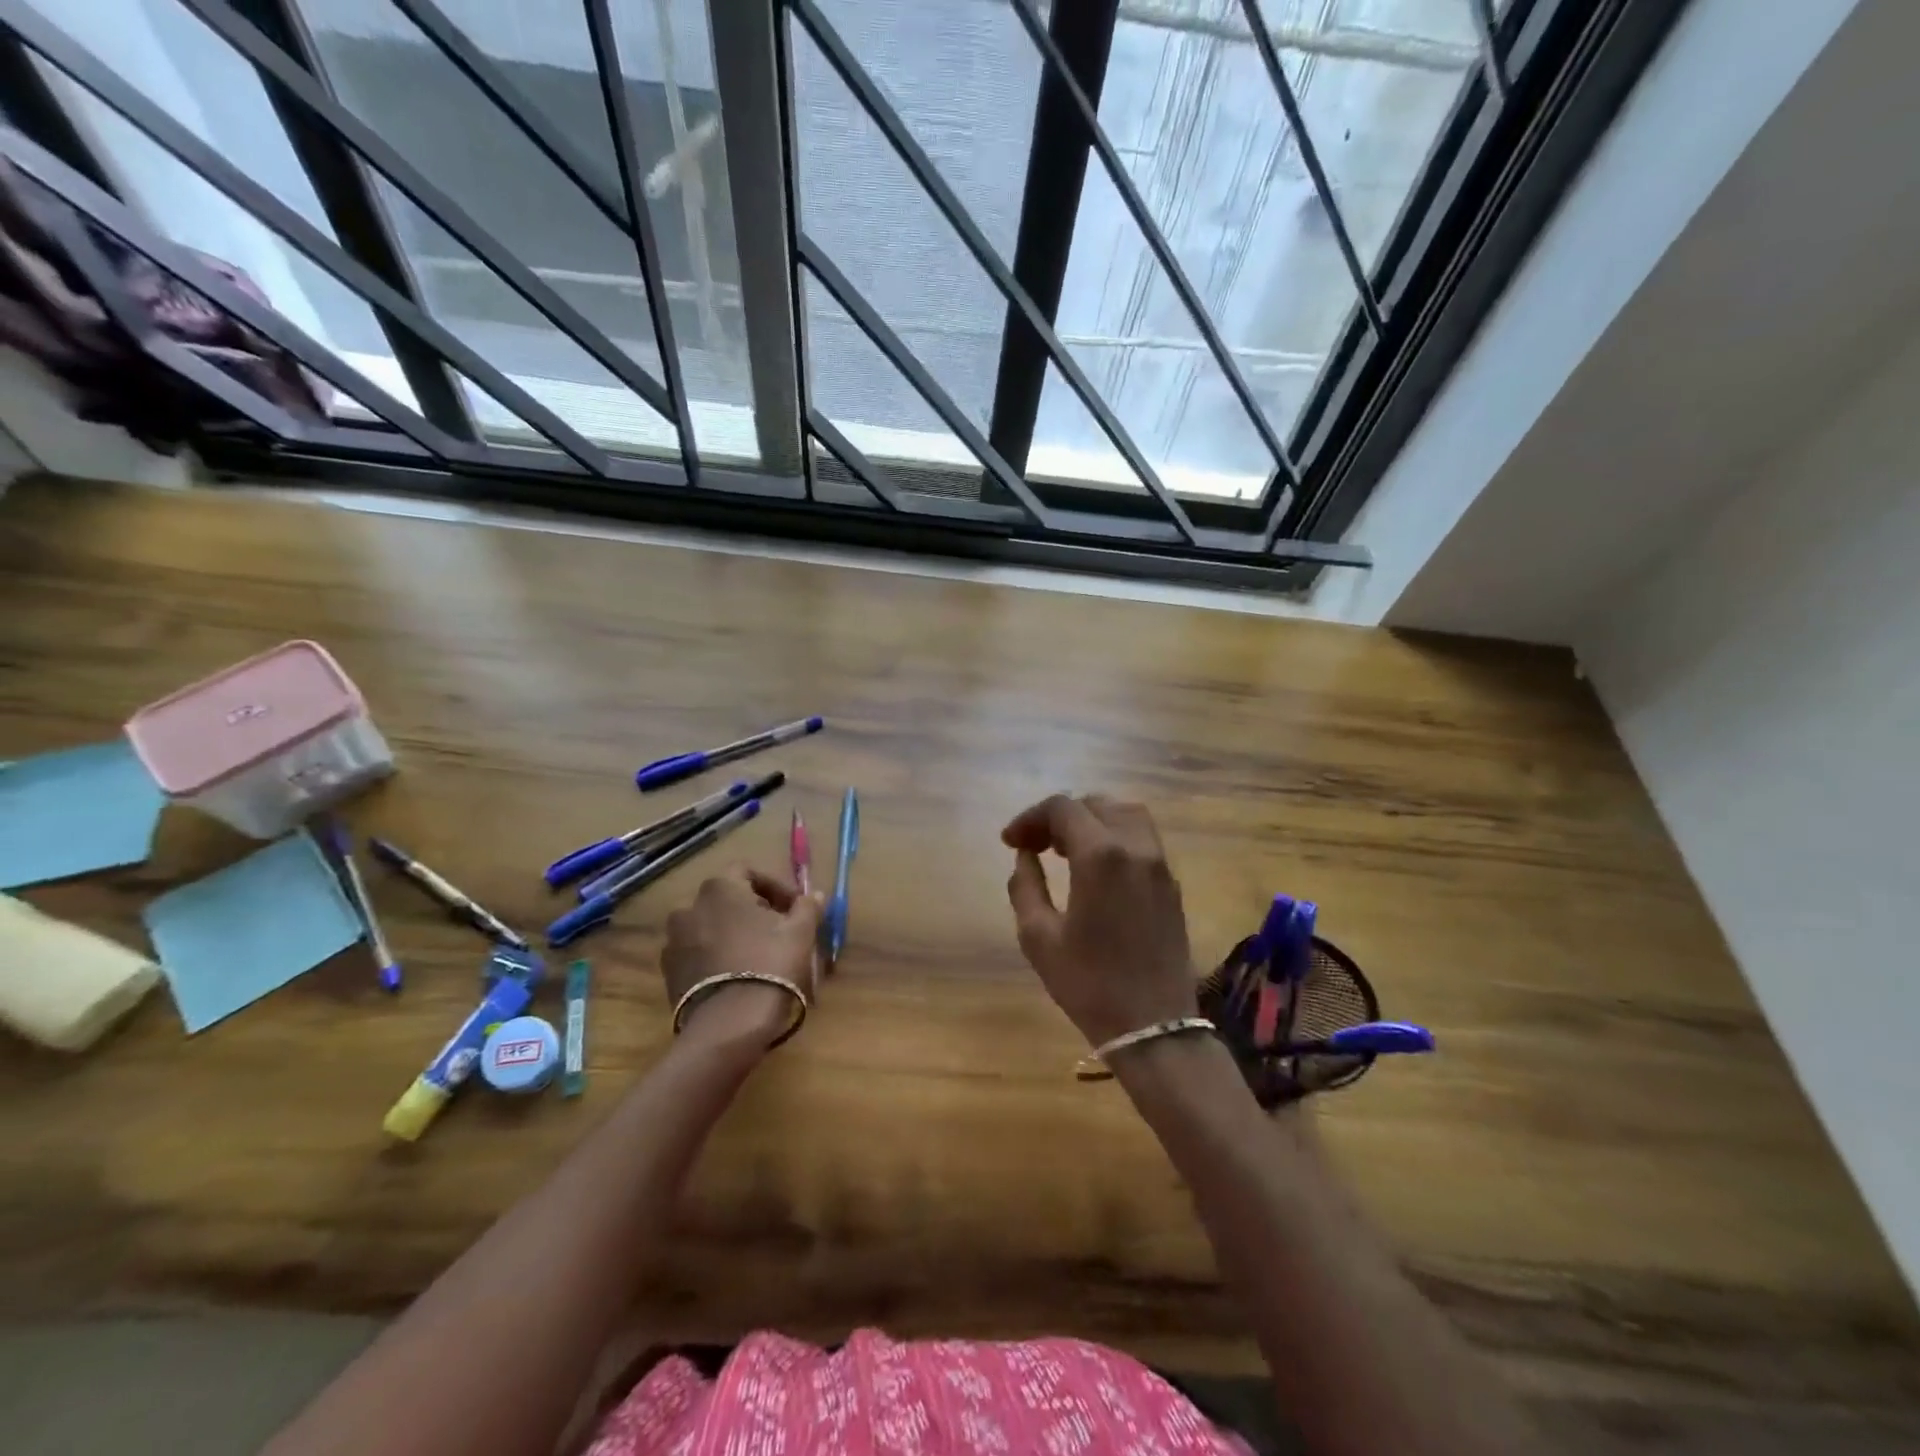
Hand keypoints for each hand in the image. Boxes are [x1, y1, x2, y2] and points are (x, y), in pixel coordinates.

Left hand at [662, 866, 821, 1049]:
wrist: (729, 1025)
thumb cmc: (769, 964)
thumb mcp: (800, 932)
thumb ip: (807, 907)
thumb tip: (815, 895)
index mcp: (720, 888)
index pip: (748, 871)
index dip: (775, 886)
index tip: (794, 908)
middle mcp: (689, 907)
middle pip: (726, 899)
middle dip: (752, 910)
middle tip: (778, 930)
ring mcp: (674, 941)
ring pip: (710, 927)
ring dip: (731, 933)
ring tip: (756, 954)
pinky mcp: (668, 972)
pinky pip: (696, 953)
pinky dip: (715, 956)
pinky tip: (736, 975)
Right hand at [1002, 794, 1196, 1046]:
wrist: (1155, 1027)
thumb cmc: (1089, 984)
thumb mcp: (1039, 938)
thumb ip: (1025, 887)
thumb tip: (1025, 857)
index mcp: (1101, 856)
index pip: (1063, 808)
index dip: (1030, 818)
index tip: (1009, 842)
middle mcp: (1136, 847)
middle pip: (1096, 804)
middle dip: (1059, 816)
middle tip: (1034, 844)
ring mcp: (1159, 864)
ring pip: (1125, 814)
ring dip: (1091, 820)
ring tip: (1064, 848)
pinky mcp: (1171, 883)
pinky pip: (1142, 838)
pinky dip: (1114, 835)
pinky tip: (1094, 866)